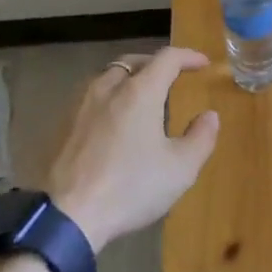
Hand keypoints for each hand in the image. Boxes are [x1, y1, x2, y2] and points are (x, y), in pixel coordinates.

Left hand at [46, 48, 220, 251]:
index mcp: (139, 92)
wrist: (67, 215)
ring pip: (108, 77)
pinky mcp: (62, 125)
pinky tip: (113, 121)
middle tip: (171, 76)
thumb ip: (201, 138)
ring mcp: (81, 105)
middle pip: (133, 61)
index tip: (202, 63)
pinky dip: (109, 98)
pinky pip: (91, 98)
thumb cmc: (131, 187)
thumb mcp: (180, 169)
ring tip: (141, 97)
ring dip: (129, 78)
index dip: (187, 56)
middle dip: (155, 63)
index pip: (167, 58)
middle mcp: (108, 88)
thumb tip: (209, 116)